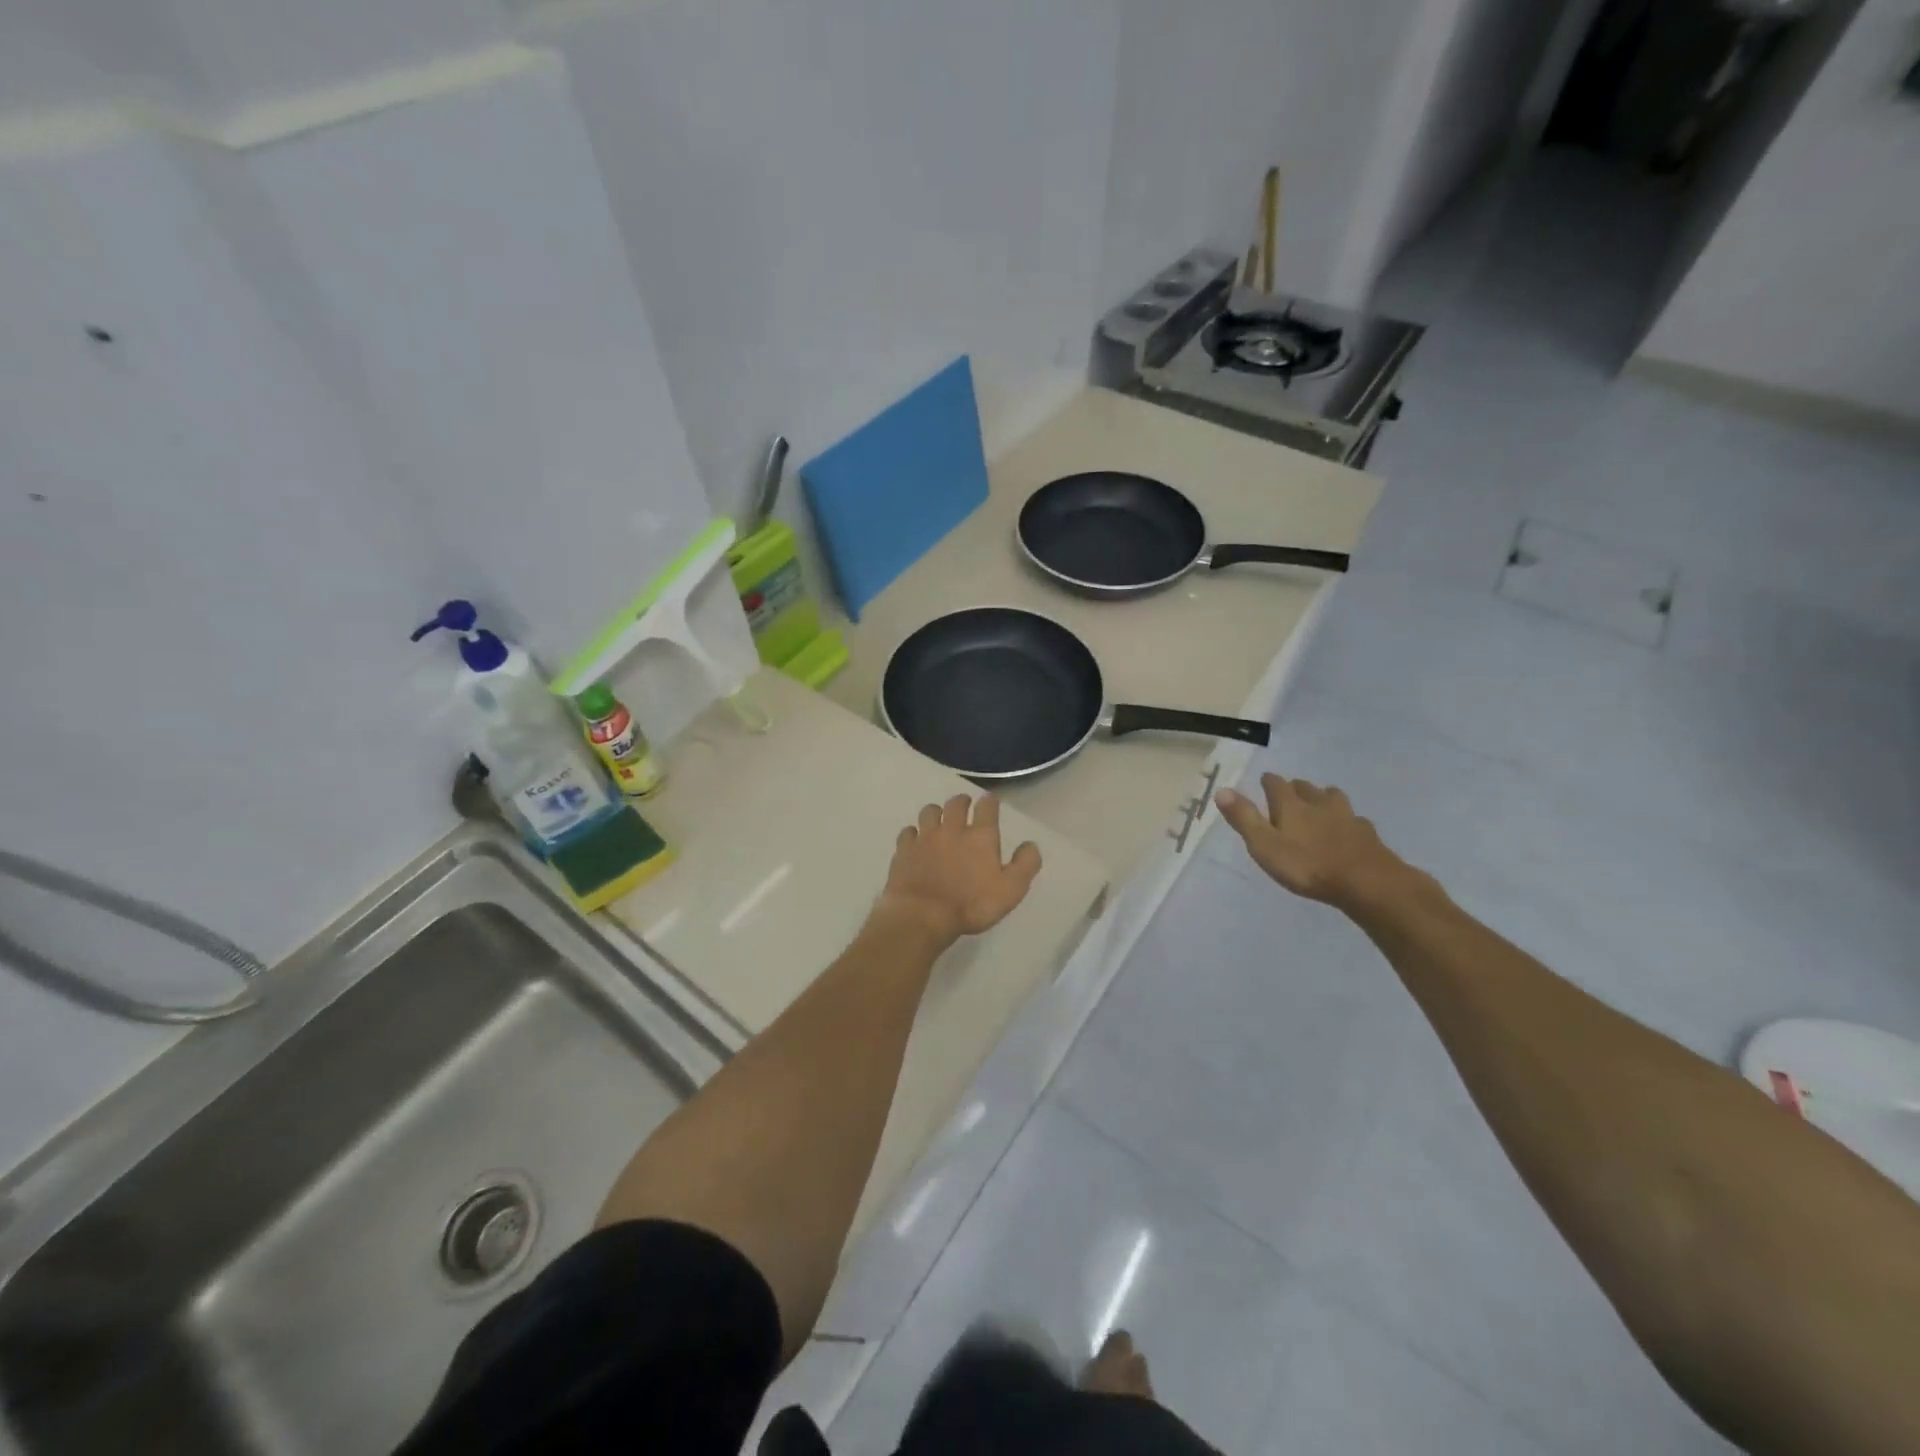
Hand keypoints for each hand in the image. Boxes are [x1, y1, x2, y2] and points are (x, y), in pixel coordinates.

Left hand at [879, 794, 1041, 942]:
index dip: (990, 801)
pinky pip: (908, 832)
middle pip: (956, 803)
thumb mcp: (1011, 890)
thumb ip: (1025, 864)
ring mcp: (925, 837)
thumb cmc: (971, 904)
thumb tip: (1030, 844)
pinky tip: (916, 840)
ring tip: (939, 820)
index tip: (991, 801)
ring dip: (937, 812)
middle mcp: (952, 828)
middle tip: (965, 806)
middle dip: (962, 802)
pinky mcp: (904, 850)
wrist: (923, 915)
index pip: (987, 806)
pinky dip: (913, 833)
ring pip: (930, 812)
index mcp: (980, 836)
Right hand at [1214, 773, 1418, 909]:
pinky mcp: (1367, 834)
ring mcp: (1347, 817)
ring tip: (1320, 804)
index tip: (1264, 780)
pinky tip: (1348, 829)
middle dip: (1296, 787)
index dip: (1268, 781)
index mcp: (1291, 806)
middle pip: (1306, 788)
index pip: (1276, 784)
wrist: (1367, 883)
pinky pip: (1355, 819)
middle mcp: (1319, 804)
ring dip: (1324, 797)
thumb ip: (1244, 818)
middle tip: (1289, 792)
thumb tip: (1222, 789)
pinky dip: (1347, 820)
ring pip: (1333, 798)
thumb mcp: (1265, 845)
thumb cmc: (1307, 866)